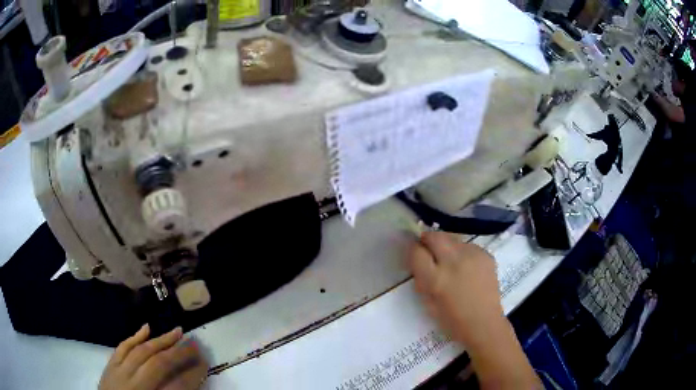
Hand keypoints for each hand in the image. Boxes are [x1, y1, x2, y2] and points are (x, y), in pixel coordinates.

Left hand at [99, 325, 208, 389]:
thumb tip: (188, 382)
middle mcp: (136, 385)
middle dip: (179, 353)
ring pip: (141, 352)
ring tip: (176, 331)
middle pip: (160, 364)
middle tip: (195, 343)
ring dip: (160, 340)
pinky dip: (135, 337)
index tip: (205, 362)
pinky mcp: (110, 366)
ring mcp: (120, 373)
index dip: (194, 374)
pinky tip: (146, 327)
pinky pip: (122, 348)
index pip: (178, 386)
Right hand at [409, 232, 540, 388]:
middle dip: (428, 240)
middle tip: (428, 249)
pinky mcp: (486, 255)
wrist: (484, 323)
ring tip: (449, 260)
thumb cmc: (453, 320)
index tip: (414, 253)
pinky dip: (462, 252)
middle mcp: (454, 262)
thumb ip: (422, 279)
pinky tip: (466, 267)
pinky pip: (468, 246)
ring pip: (452, 238)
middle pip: (435, 236)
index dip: (413, 250)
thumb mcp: (428, 303)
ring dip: (446, 245)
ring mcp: (472, 256)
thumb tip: (418, 261)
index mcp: (436, 279)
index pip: (416, 252)